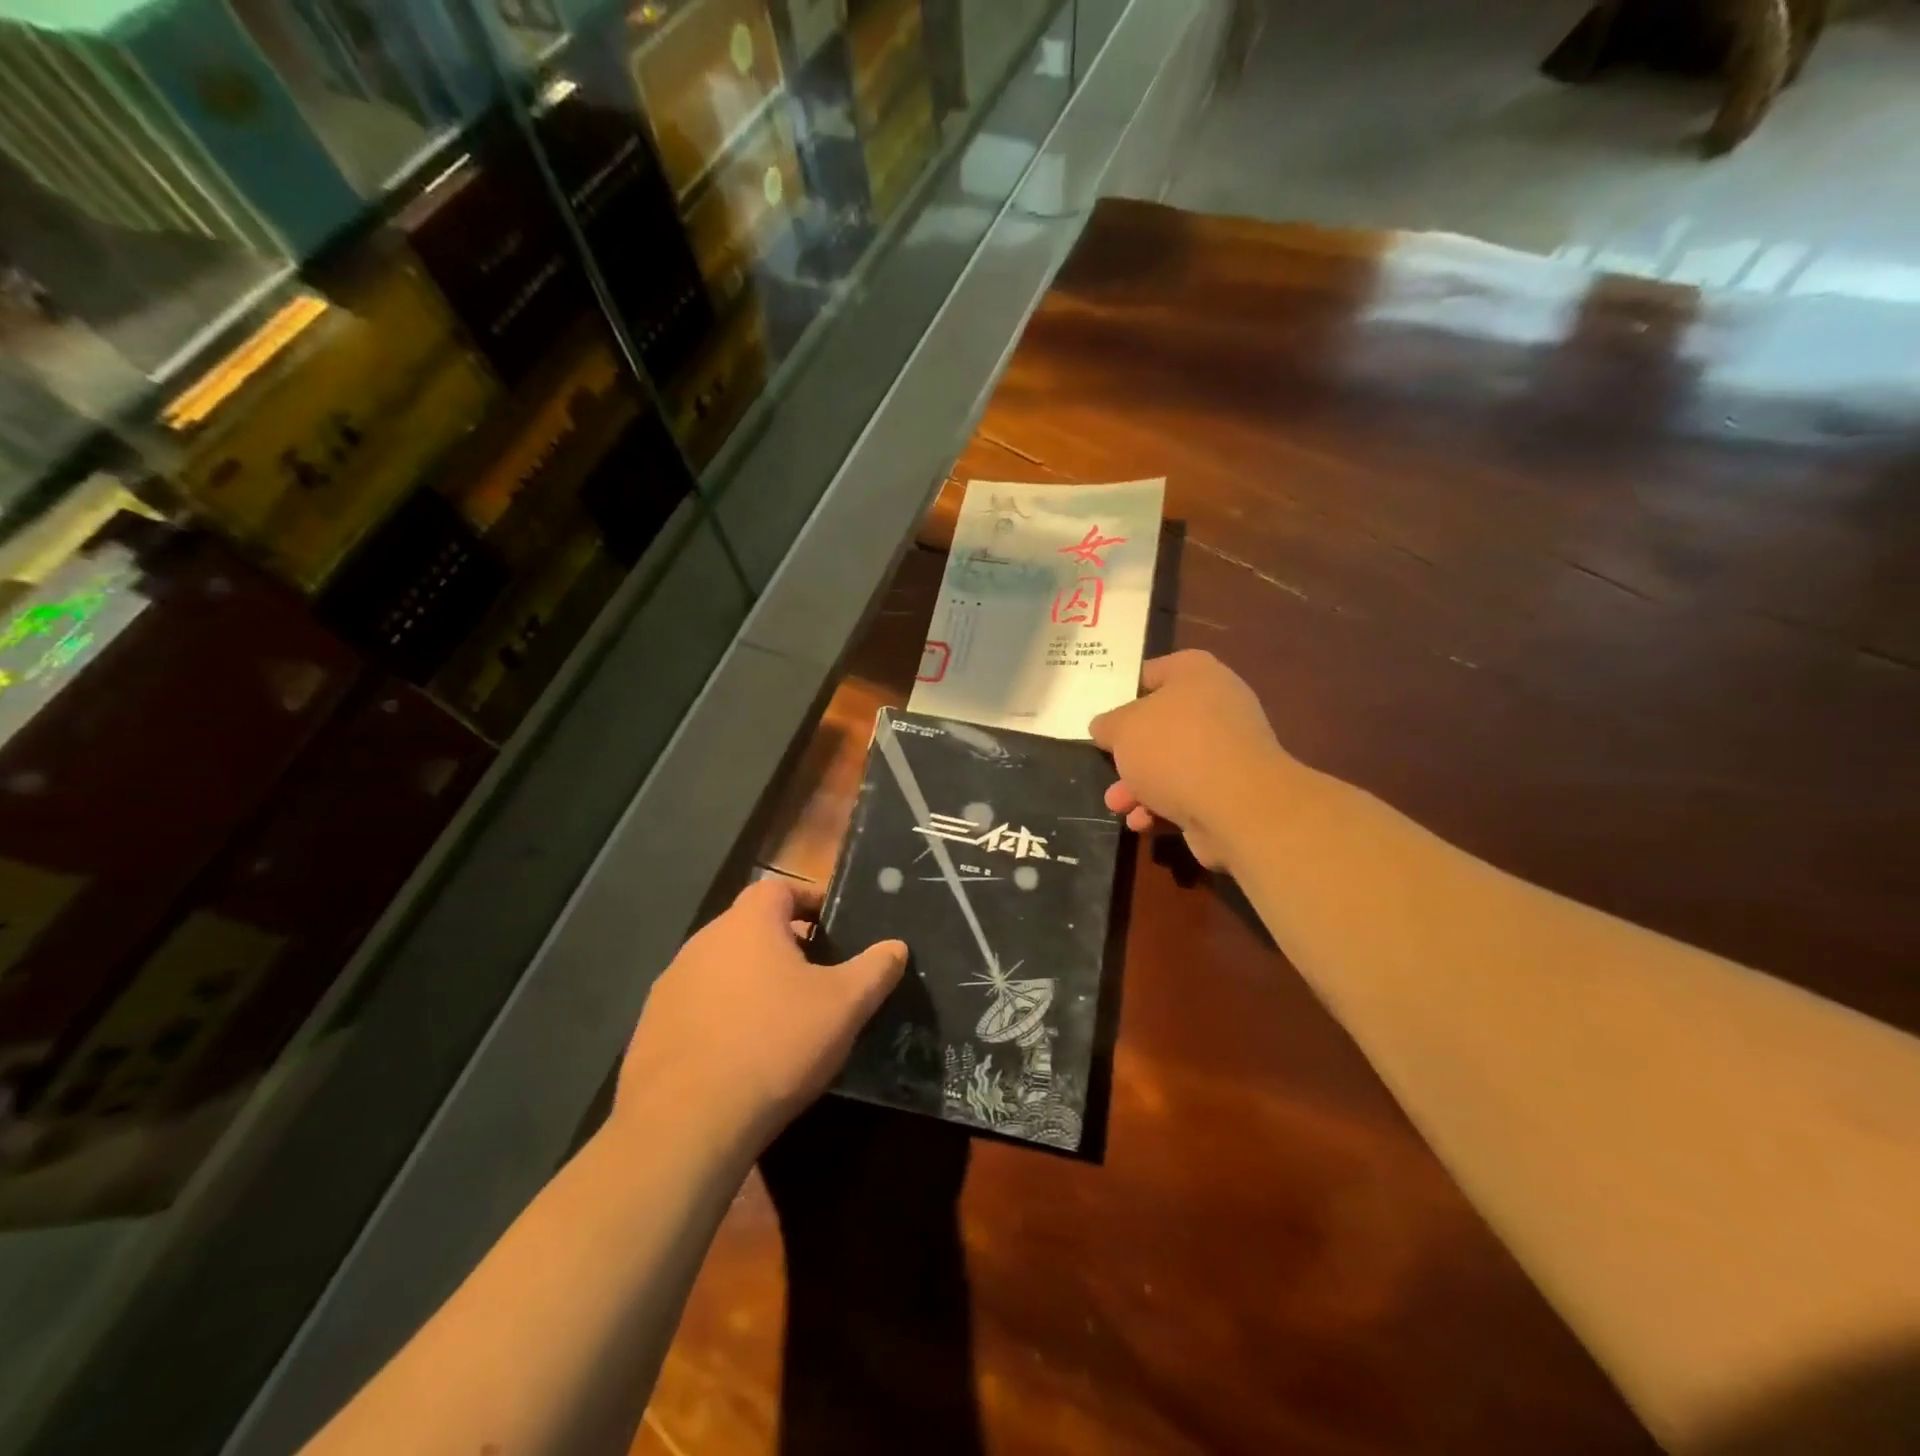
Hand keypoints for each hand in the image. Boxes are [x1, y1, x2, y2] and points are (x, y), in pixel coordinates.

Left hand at [615, 877, 905, 1152]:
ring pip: (722, 968)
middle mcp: (702, 942)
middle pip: (749, 927)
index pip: (780, 889)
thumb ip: (875, 969)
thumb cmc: (775, 1044)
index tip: (834, 925)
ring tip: (781, 1015)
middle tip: (816, 973)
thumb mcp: (844, 1006)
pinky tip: (741, 1052)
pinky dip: (722, 1015)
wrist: (686, 1123)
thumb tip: (896, 946)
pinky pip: (697, 1006)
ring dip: (751, 980)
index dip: (810, 901)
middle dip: (784, 943)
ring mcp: (671, 985)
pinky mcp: (651, 1027)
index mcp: (748, 923)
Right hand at [1088, 650, 1298, 869]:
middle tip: (1106, 766)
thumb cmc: (1173, 749)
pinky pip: (1188, 791)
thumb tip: (1105, 728)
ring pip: (1171, 763)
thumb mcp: (1122, 729)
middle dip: (1129, 753)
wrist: (1236, 805)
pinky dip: (1163, 805)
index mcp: (1196, 674)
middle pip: (1160, 725)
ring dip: (1139, 786)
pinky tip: (1141, 822)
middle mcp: (1217, 705)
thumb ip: (1108, 725)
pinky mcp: (1232, 789)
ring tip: (1116, 805)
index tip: (1101, 715)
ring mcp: (1228, 749)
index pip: (1152, 672)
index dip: (1123, 692)